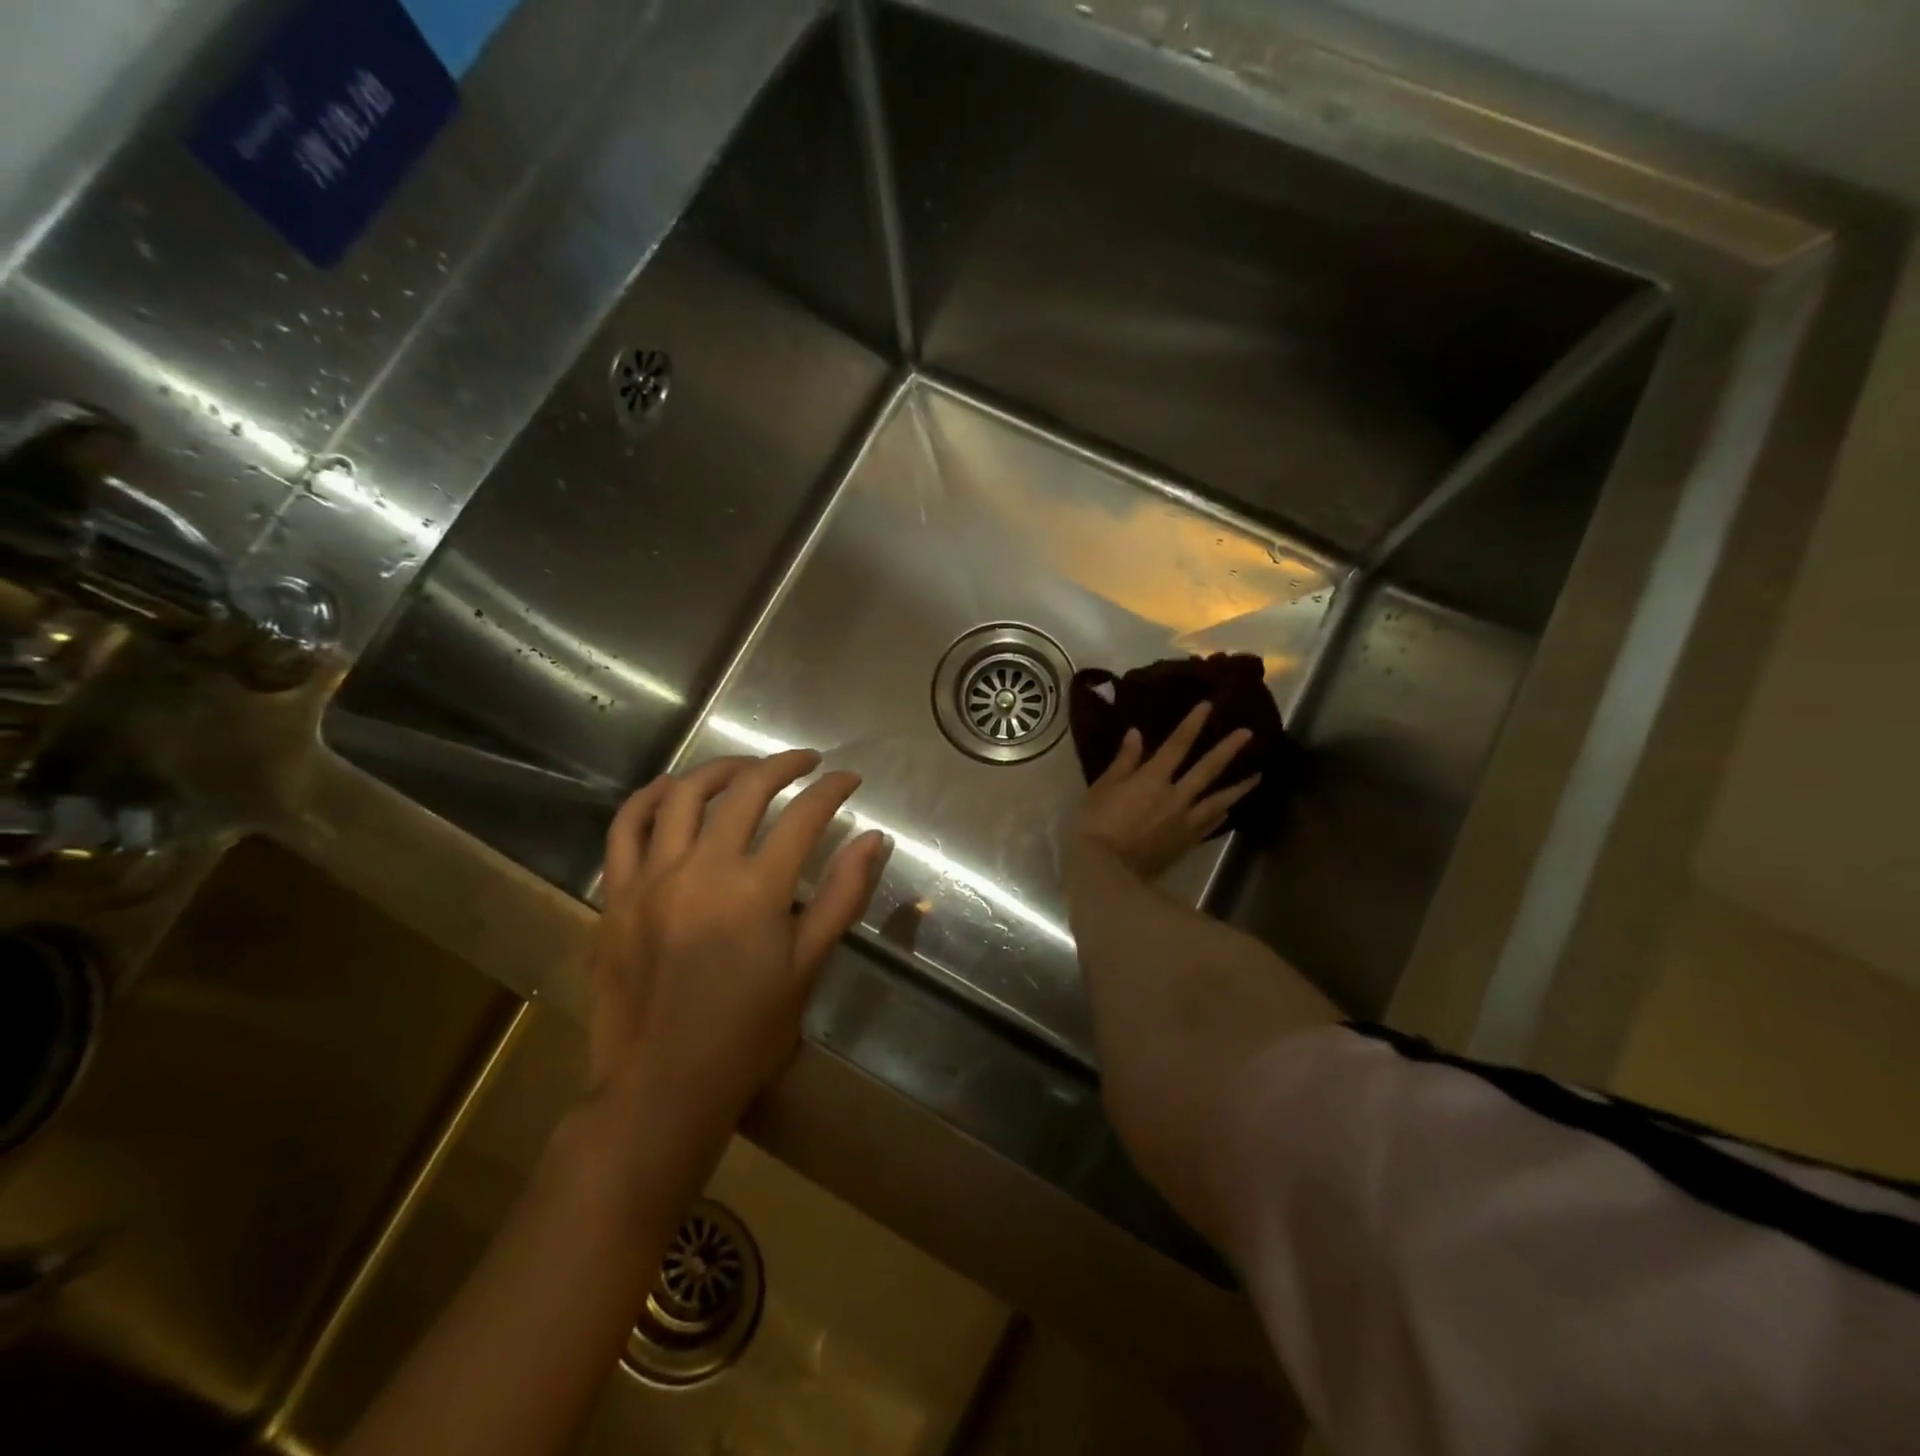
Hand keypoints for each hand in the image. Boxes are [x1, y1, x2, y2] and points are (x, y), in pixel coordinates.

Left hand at [586, 750, 890, 1159]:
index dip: (832, 790)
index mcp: (756, 890)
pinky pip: (625, 828)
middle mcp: (702, 869)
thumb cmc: (746, 1034)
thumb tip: (875, 839)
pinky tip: (671, 789)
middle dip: (784, 766)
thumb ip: (842, 896)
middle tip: (807, 762)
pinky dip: (648, 797)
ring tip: (747, 768)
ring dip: (721, 769)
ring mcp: (651, 878)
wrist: (661, 1088)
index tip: (849, 780)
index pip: (804, 816)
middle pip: (746, 791)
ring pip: (683, 795)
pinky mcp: (615, 894)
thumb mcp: (807, 967)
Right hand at [1074, 704, 1258, 878]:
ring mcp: (1185, 821)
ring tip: (1257, 777)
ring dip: (1239, 787)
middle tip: (1249, 734)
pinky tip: (1228, 811)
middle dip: (1228, 749)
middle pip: (1208, 769)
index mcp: (1153, 779)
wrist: (1106, 869)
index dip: (1193, 724)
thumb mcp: (1103, 787)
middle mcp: (1176, 796)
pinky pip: (1210, 825)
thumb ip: (1124, 761)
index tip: (1208, 707)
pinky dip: (1221, 815)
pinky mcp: (1187, 843)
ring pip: (1219, 800)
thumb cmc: (1097, 823)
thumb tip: (1136, 734)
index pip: (1177, 745)